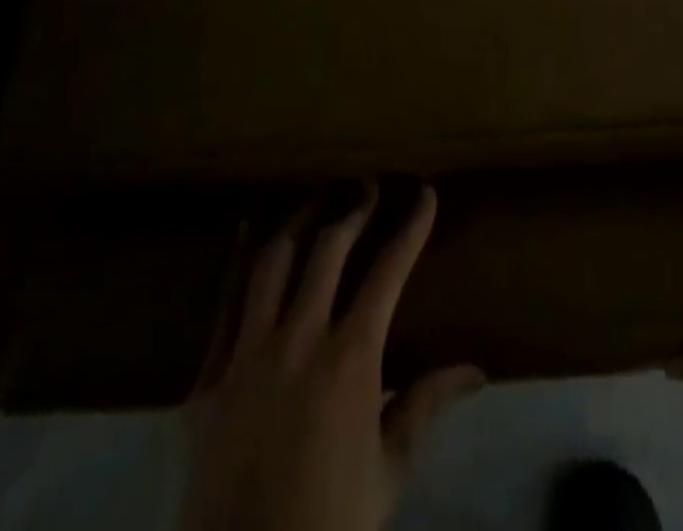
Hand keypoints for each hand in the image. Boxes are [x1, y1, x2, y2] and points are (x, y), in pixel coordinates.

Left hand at [179, 184, 483, 530]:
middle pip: (329, 248)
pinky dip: (240, 260)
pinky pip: (224, 304)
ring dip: (300, 220)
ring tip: (318, 199)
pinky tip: (249, 228)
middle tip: (369, 186)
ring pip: (273, 261)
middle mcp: (298, 341)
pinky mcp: (206, 380)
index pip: (389, 271)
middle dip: (354, 208)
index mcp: (350, 360)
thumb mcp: (388, 471)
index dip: (411, 226)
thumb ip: (426, 405)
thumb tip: (476, 370)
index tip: (424, 193)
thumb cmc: (330, 526)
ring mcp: (246, 356)